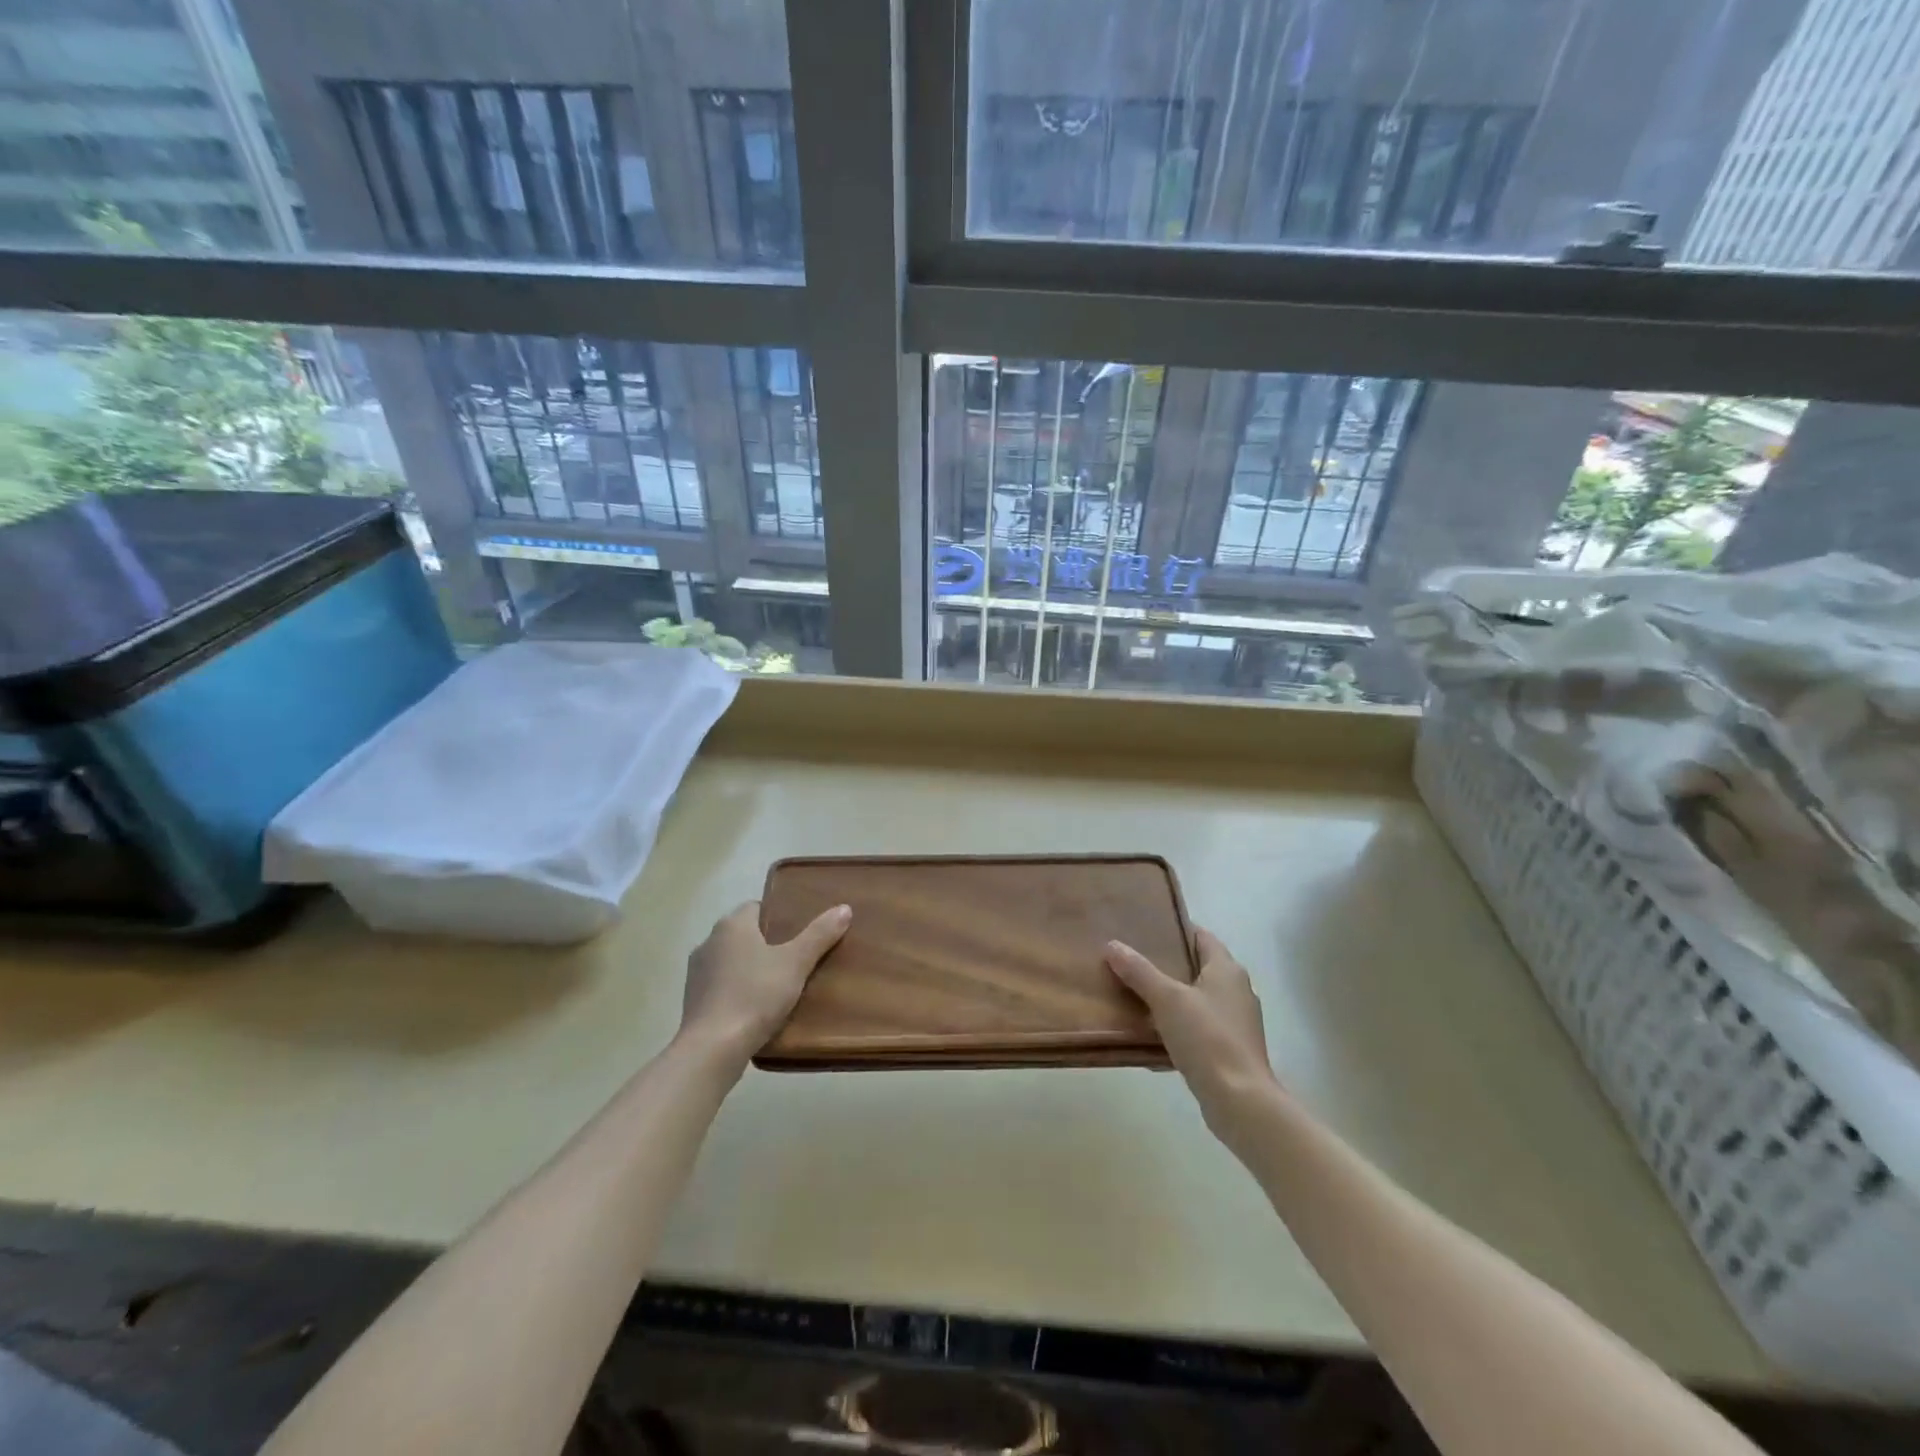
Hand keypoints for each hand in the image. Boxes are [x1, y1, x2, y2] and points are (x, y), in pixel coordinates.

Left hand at [680, 900, 850, 1061]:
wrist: (712, 1048)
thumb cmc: (755, 995)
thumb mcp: (796, 963)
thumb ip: (819, 935)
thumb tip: (844, 908)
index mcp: (732, 925)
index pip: (757, 907)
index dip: (779, 916)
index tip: (800, 931)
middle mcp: (709, 941)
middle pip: (744, 933)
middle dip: (767, 943)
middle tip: (796, 957)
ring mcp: (697, 972)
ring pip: (731, 960)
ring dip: (750, 968)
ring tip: (778, 984)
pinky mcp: (692, 1001)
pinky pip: (721, 985)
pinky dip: (737, 990)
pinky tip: (755, 1007)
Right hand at [1106, 929, 1282, 1139]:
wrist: (1240, 1101)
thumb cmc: (1207, 1038)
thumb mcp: (1167, 999)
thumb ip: (1139, 971)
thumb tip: (1112, 944)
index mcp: (1227, 970)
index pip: (1202, 937)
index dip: (1176, 930)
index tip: (1147, 929)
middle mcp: (1237, 990)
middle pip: (1198, 967)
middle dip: (1168, 964)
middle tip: (1133, 960)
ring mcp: (1236, 1022)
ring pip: (1197, 999)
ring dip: (1171, 997)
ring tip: (1136, 994)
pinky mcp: (1230, 1049)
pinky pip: (1199, 1028)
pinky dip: (1178, 1026)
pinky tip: (1152, 1035)